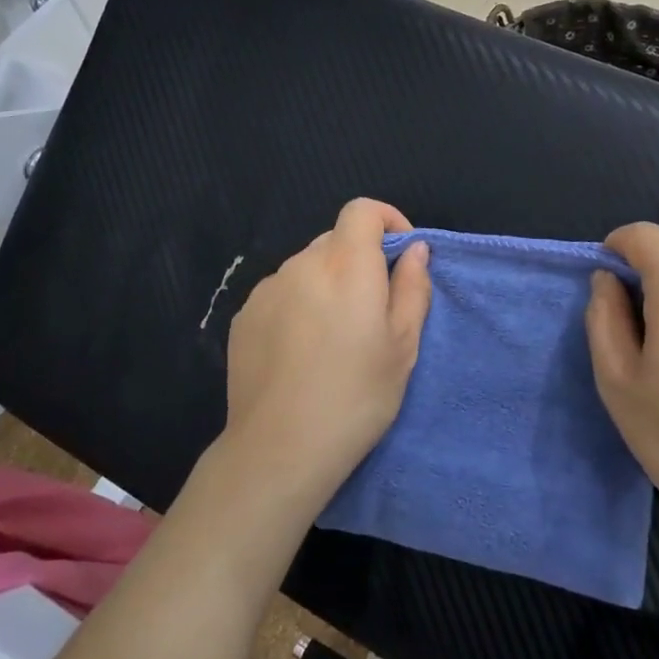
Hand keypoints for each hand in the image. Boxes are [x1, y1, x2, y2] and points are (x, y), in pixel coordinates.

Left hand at [219, 198, 431, 515]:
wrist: (280, 448)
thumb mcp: (403, 346)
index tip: (400, 255)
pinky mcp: (244, 316)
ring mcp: (267, 289)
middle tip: (372, 311)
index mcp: (345, 265)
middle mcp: (301, 264)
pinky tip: (302, 352)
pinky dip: (299, 305)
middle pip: (335, 240)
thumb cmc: (356, 396)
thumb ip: (412, 287)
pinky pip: (282, 294)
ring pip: (307, 268)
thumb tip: (414, 250)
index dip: (387, 220)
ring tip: (335, 338)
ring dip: (327, 284)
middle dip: (359, 260)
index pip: (362, 210)